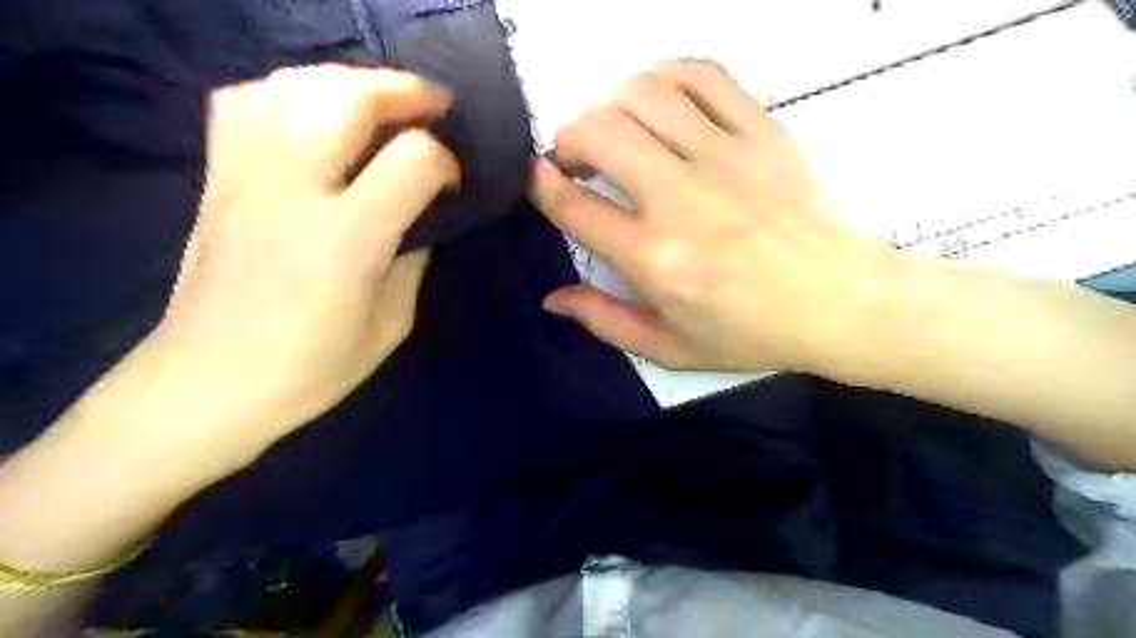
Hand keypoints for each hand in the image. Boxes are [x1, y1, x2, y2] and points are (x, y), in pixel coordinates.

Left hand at [149, 64, 454, 449]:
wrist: (209, 382)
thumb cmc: (311, 368)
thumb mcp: (391, 324)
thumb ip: (414, 258)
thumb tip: (424, 215)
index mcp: (347, 239)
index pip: (413, 160)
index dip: (445, 160)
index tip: (453, 182)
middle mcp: (293, 191)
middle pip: (349, 99)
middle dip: (404, 92)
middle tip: (435, 106)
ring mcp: (245, 177)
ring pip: (296, 86)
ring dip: (352, 83)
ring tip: (383, 103)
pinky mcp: (217, 178)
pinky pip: (246, 102)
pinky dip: (290, 91)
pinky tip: (314, 112)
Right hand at [530, 59, 896, 372]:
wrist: (838, 302)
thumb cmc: (749, 332)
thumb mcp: (668, 348)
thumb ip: (603, 321)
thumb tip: (551, 298)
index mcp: (653, 258)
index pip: (572, 205)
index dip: (540, 183)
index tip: (536, 177)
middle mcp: (679, 199)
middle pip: (598, 131)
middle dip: (569, 137)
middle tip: (577, 160)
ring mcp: (723, 158)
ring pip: (643, 93)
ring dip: (611, 106)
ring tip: (618, 133)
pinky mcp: (760, 133)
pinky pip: (702, 76)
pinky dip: (667, 78)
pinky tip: (663, 105)